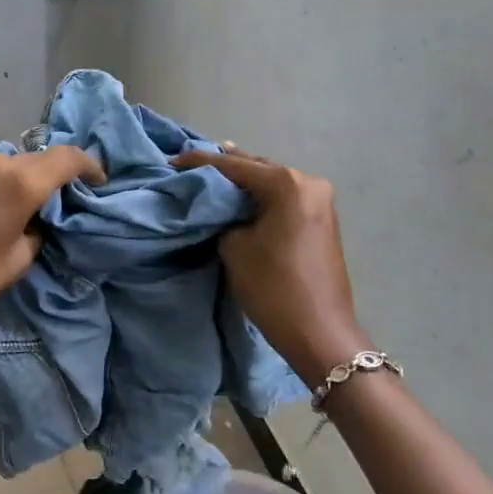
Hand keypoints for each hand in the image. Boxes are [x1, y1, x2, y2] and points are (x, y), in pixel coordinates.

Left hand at [0, 147, 105, 342]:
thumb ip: (38, 230)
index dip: (89, 166)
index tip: (98, 181)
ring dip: (23, 178)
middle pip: (38, 158)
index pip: (67, 158)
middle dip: (56, 173)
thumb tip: (37, 218)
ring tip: (25, 205)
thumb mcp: (18, 260)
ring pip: (9, 163)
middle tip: (64, 197)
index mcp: (19, 183)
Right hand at [174, 147, 370, 381]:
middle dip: (224, 166)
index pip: (234, 166)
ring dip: (243, 180)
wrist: (319, 332)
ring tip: (210, 174)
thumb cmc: (273, 287)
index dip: (199, 162)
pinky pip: (283, 196)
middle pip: (257, 167)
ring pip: (271, 181)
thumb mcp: (235, 247)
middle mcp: (308, 182)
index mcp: (287, 184)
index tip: (171, 161)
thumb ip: (224, 216)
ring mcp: (319, 200)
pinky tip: (238, 194)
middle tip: (189, 164)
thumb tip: (222, 208)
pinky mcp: (321, 218)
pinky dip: (259, 195)